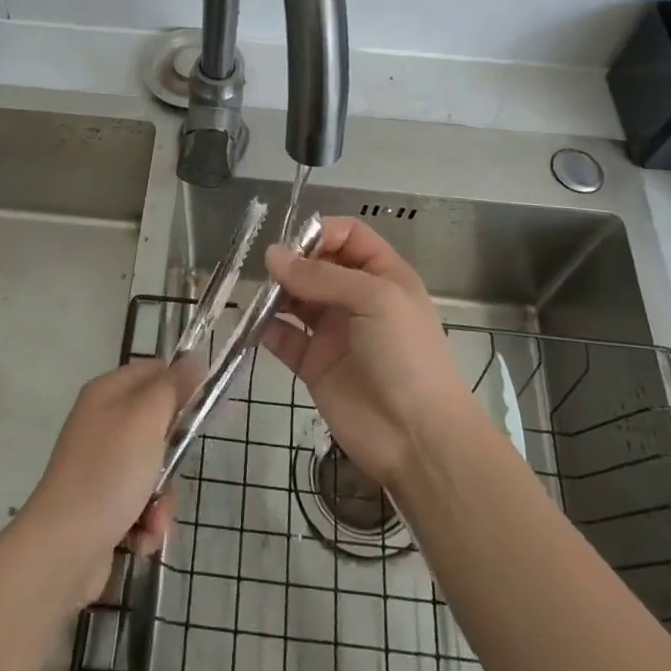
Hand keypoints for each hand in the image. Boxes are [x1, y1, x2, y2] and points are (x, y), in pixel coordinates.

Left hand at [18, 360, 177, 606]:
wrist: (63, 548)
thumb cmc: (109, 472)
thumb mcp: (146, 418)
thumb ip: (172, 386)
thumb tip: (192, 358)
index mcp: (106, 393)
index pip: (154, 372)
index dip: (181, 386)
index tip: (203, 409)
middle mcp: (101, 423)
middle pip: (157, 426)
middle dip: (173, 456)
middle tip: (173, 469)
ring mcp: (100, 465)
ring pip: (153, 469)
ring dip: (162, 498)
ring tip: (153, 517)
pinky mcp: (101, 504)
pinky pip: (139, 503)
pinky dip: (146, 521)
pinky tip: (139, 537)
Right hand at [262, 216, 478, 487]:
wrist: (417, 438)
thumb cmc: (406, 355)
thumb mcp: (374, 299)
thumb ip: (321, 276)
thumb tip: (272, 255)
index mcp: (382, 275)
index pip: (348, 236)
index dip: (321, 233)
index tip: (294, 245)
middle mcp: (356, 298)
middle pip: (316, 264)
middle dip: (292, 263)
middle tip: (270, 272)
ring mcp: (333, 331)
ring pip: (296, 298)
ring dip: (275, 293)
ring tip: (259, 296)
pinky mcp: (313, 364)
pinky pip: (283, 337)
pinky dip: (265, 328)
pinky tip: (252, 325)